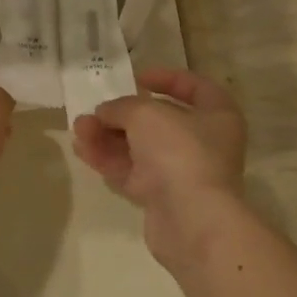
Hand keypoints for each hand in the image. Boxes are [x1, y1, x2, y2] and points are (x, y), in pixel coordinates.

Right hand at [72, 68, 248, 273]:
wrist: (190, 219)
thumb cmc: (179, 152)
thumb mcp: (145, 114)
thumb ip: (121, 107)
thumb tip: (105, 113)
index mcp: (217, 116)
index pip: (196, 88)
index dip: (167, 78)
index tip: (137, 77)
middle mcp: (204, 143)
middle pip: (159, 121)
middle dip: (122, 114)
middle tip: (95, 110)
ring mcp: (182, 173)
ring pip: (140, 148)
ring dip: (108, 136)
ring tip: (79, 128)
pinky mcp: (161, 198)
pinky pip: (131, 172)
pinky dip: (108, 160)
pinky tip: (82, 149)